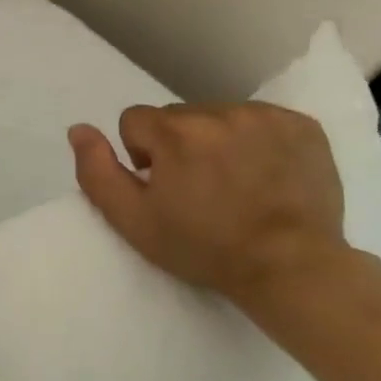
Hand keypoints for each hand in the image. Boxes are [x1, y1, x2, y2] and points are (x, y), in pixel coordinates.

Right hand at [68, 104, 347, 307]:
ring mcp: (265, 116)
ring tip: (236, 183)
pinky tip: (266, 174)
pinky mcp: (302, 125)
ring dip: (217, 141)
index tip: (165, 189)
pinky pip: (261, 120)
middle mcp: (218, 112)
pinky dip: (257, 141)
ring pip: (218, 116)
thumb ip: (96, 171)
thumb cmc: (205, 248)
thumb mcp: (133, 220)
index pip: (135, 121)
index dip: (143, 156)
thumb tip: (78, 128)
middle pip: (178, 117)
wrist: (292, 268)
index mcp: (174, 132)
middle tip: (200, 190)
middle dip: (180, 145)